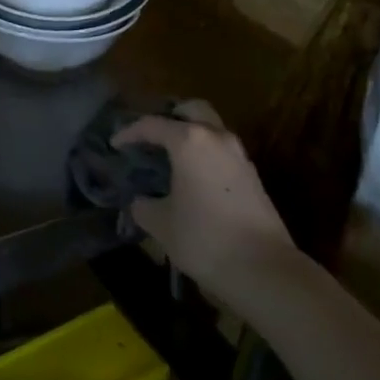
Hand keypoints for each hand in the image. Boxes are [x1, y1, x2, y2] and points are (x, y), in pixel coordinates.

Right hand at [114, 102, 294, 294]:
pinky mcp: (252, 176)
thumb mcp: (162, 224)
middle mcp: (216, 138)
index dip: (129, 133)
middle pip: (192, 110)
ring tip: (171, 158)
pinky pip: (222, 151)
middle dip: (170, 117)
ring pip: (212, 129)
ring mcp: (239, 155)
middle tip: (152, 137)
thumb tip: (140, 201)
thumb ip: (144, 206)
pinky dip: (205, 155)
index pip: (152, 125)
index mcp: (189, 141)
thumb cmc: (204, 238)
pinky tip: (193, 178)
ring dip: (191, 136)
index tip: (115, 144)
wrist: (263, 268)